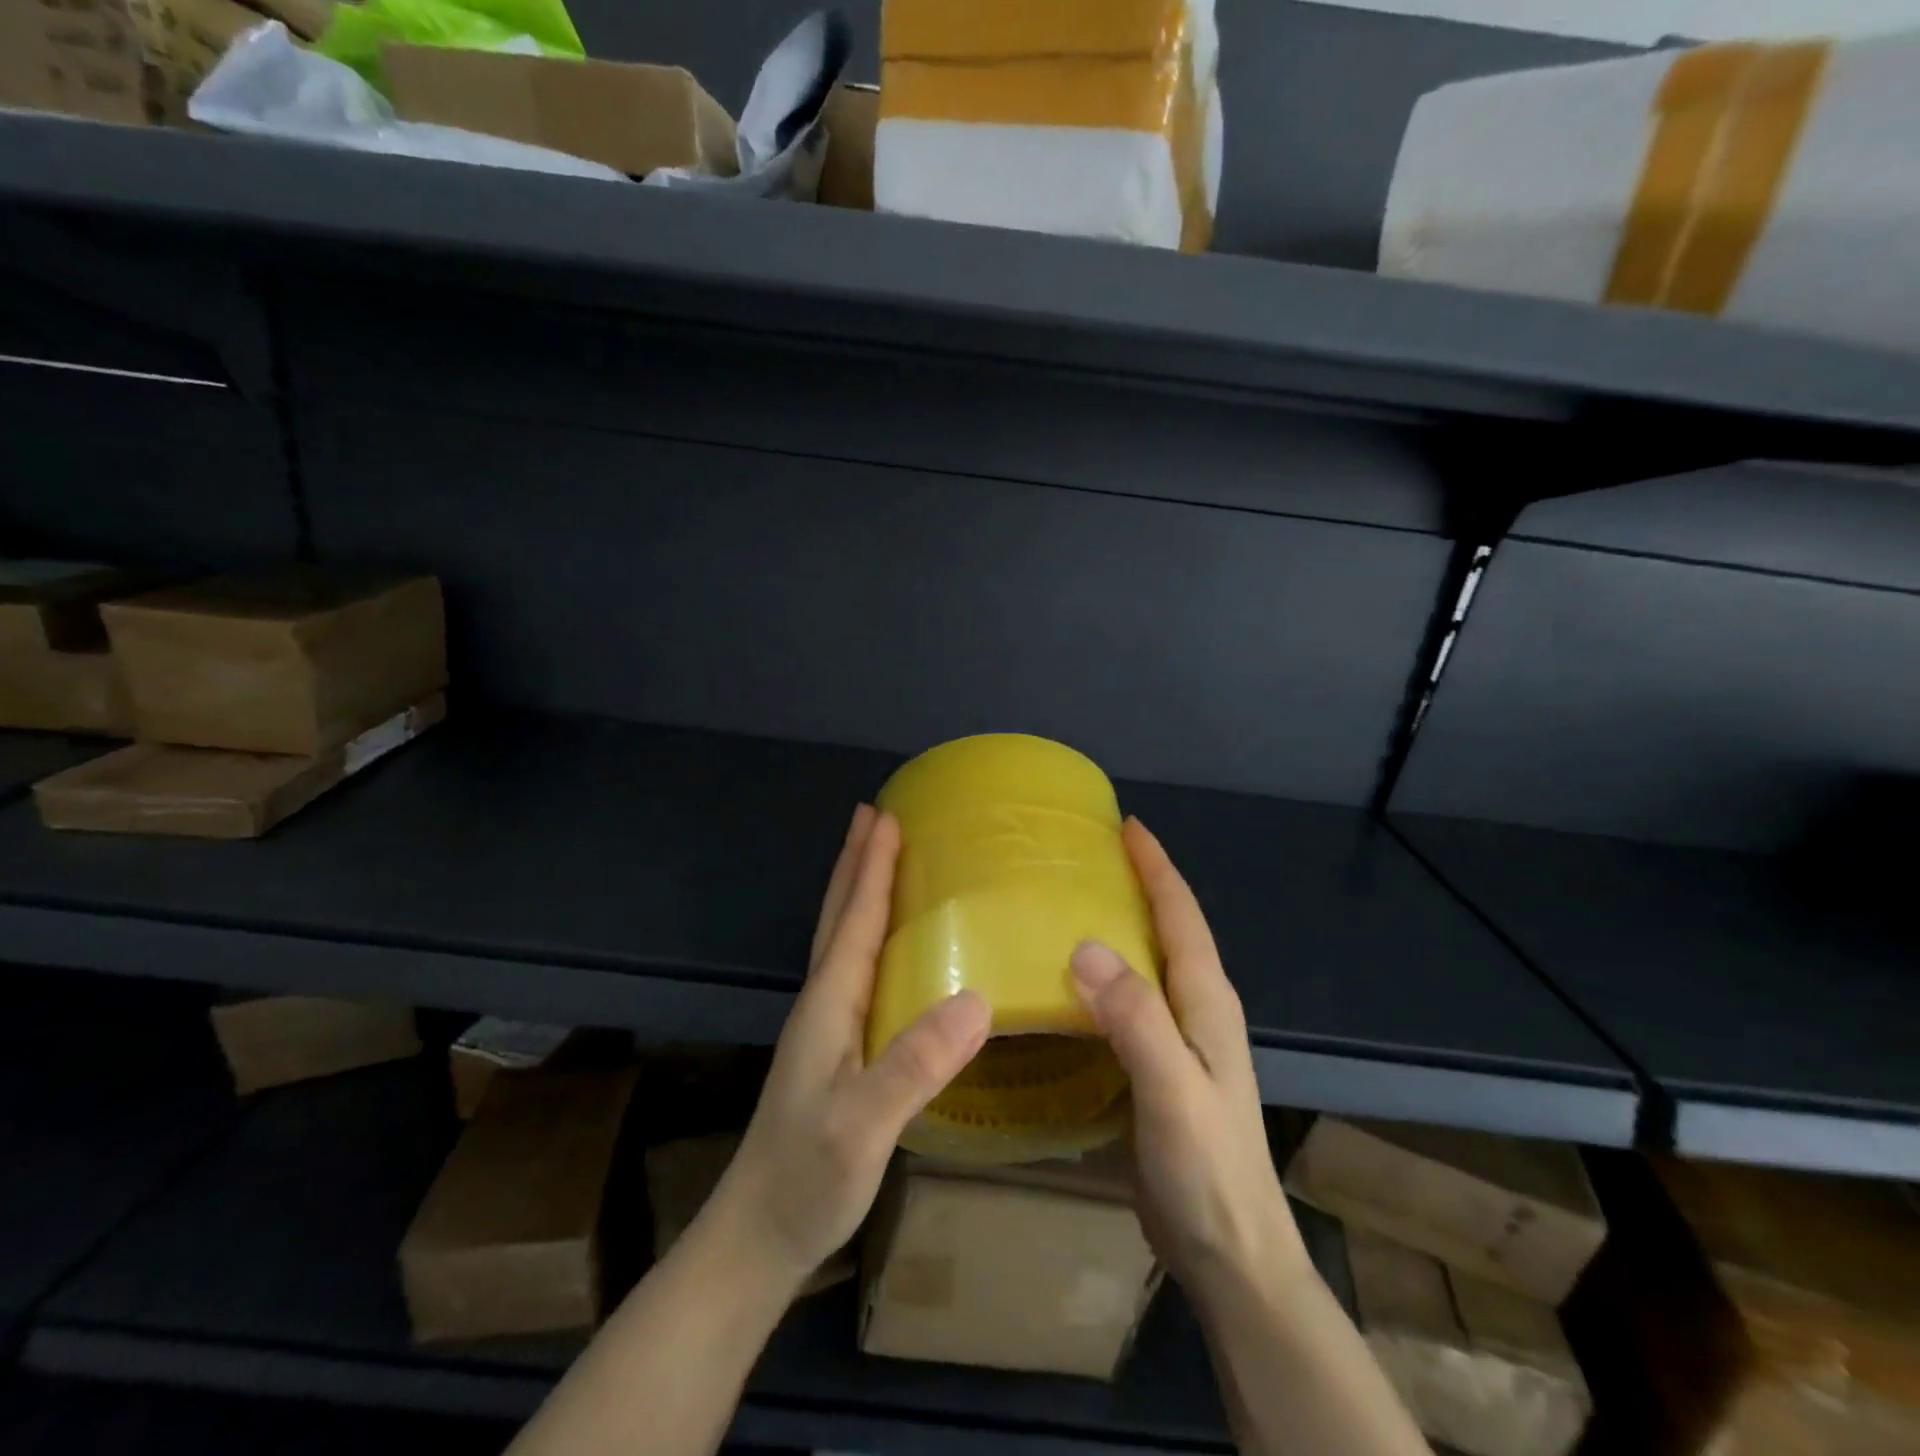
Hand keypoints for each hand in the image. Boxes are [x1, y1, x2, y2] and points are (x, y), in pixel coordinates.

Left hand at [704, 804, 991, 1292]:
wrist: (757, 1236)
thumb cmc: (807, 1179)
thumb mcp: (862, 1127)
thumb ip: (913, 1065)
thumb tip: (978, 998)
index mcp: (829, 1004)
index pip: (853, 920)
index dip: (871, 867)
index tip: (886, 816)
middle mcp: (822, 1003)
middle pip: (838, 916)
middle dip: (856, 863)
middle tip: (874, 815)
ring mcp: (824, 1026)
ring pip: (841, 939)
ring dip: (856, 891)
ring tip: (875, 858)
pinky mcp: (834, 1049)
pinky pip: (853, 968)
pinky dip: (865, 933)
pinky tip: (884, 944)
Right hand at [1070, 820, 1310, 1301]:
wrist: (1231, 1254)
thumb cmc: (1207, 1169)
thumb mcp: (1171, 1089)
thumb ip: (1136, 1018)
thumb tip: (1083, 945)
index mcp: (1206, 1001)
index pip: (1181, 916)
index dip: (1157, 868)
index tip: (1127, 826)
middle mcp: (1197, 1010)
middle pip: (1168, 929)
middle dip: (1138, 883)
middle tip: (1088, 855)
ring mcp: (1179, 1040)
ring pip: (1147, 963)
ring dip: (1119, 925)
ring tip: (1071, 901)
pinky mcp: (1157, 1067)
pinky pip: (1128, 1000)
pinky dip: (1104, 973)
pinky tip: (1070, 979)